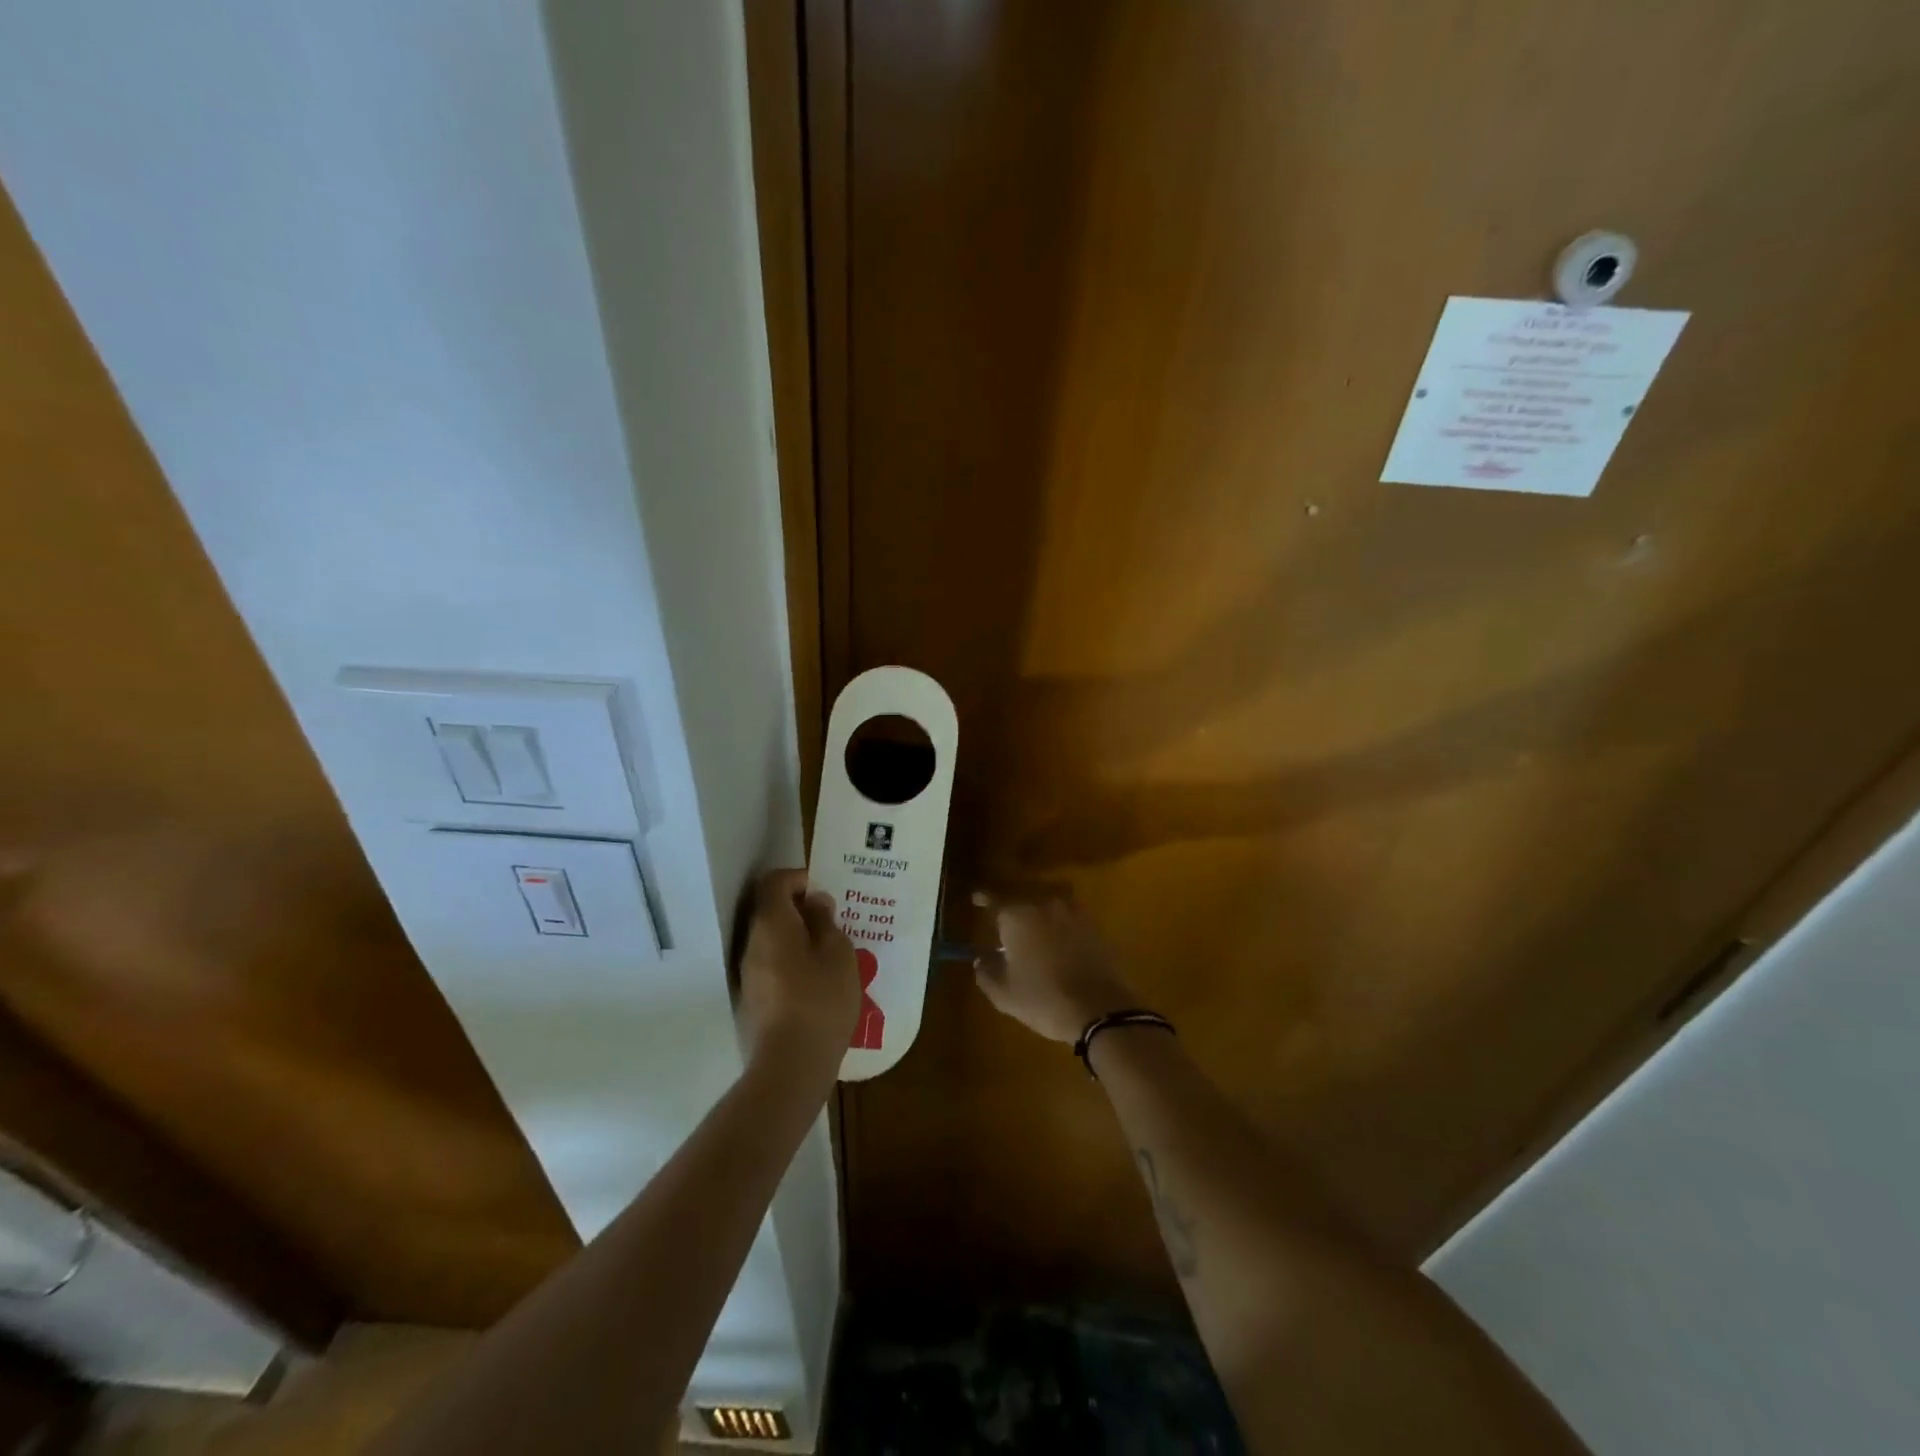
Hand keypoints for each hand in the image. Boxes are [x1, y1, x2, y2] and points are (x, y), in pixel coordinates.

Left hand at [736, 870, 859, 1077]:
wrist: (791, 1066)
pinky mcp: (753, 1001)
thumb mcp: (838, 954)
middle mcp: (752, 944)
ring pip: (772, 941)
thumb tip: (815, 903)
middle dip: (801, 910)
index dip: (798, 878)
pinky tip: (819, 982)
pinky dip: (793, 963)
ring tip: (831, 952)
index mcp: (772, 924)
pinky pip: (773, 966)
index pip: (774, 882)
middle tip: (834, 921)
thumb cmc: (821, 1000)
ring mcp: (748, 975)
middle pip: (771, 911)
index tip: (824, 890)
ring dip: (798, 938)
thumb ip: (826, 922)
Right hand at [971, 892, 1136, 1042]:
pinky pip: (1070, 922)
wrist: (1099, 1009)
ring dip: (1041, 922)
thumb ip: (987, 973)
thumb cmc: (1044, 1000)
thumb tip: (981, 960)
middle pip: (1024, 905)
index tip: (976, 899)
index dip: (984, 900)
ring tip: (1037, 943)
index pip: (994, 902)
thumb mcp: (1005, 994)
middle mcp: (1044, 907)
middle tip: (1009, 937)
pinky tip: (1061, 949)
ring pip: (1049, 912)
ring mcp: (1073, 914)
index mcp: (1018, 918)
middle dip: (1015, 917)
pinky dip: (1062, 931)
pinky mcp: (1095, 927)